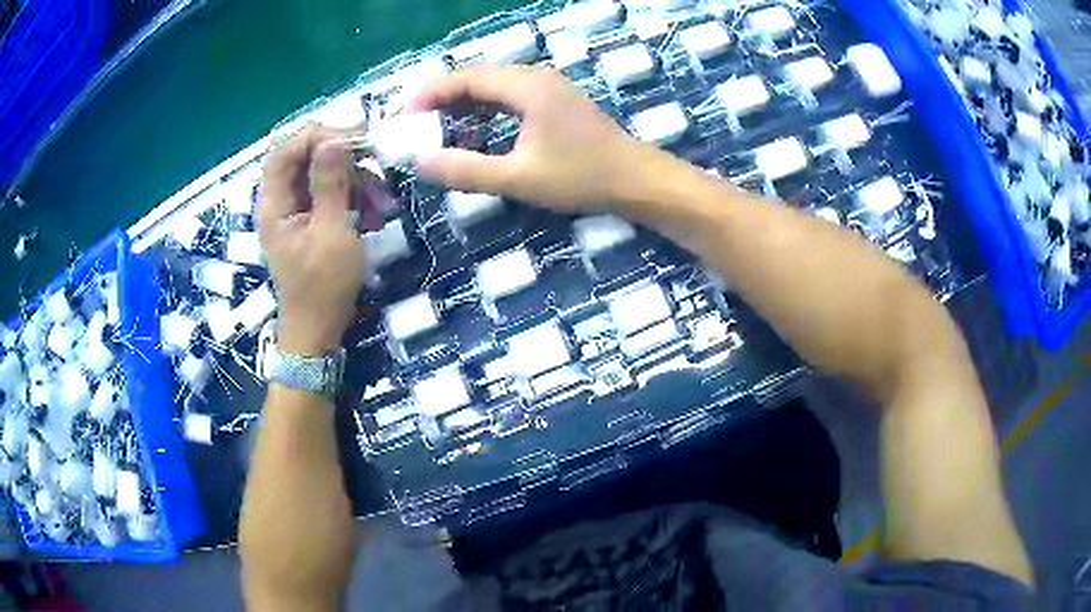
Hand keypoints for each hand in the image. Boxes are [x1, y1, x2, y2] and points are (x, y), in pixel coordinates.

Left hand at [257, 125, 378, 354]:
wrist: (318, 329)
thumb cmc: (322, 286)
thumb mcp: (331, 232)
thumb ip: (330, 184)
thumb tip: (334, 140)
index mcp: (274, 204)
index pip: (284, 150)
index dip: (316, 137)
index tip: (354, 140)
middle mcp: (279, 201)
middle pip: (302, 156)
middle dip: (339, 154)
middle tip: (373, 160)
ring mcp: (294, 210)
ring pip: (319, 173)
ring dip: (352, 177)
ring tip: (379, 198)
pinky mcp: (309, 219)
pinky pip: (328, 192)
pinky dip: (351, 194)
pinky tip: (372, 212)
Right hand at [408, 65, 657, 210]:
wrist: (635, 180)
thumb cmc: (580, 177)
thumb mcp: (518, 178)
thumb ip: (466, 170)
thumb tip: (419, 162)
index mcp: (525, 86)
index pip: (465, 78)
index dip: (429, 94)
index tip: (404, 118)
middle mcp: (535, 77)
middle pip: (477, 78)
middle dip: (442, 99)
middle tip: (416, 126)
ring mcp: (548, 87)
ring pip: (493, 87)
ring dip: (464, 106)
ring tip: (438, 131)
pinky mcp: (555, 101)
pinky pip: (510, 97)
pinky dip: (486, 112)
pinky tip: (476, 134)